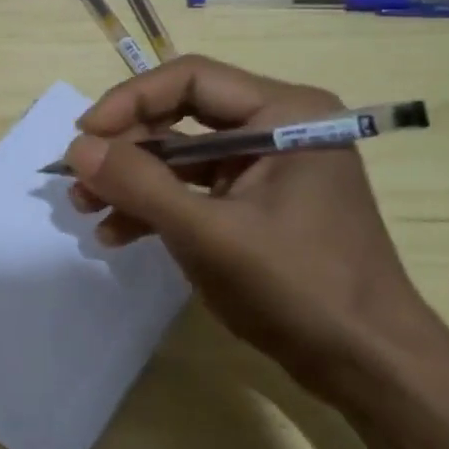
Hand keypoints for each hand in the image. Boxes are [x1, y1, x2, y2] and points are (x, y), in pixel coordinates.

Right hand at [63, 55, 441, 401]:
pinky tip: (118, 234)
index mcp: (285, 113)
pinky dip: (158, 207)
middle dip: (127, 149)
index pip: (190, 79)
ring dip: (134, 181)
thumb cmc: (300, 288)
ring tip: (86, 210)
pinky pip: (196, 190)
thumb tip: (76, 148)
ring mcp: (268, 168)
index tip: (85, 136)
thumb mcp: (209, 234)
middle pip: (182, 116)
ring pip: (182, 156)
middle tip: (79, 179)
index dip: (130, 101)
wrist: (372, 369)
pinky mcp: (259, 204)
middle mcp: (278, 127)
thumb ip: (139, 185)